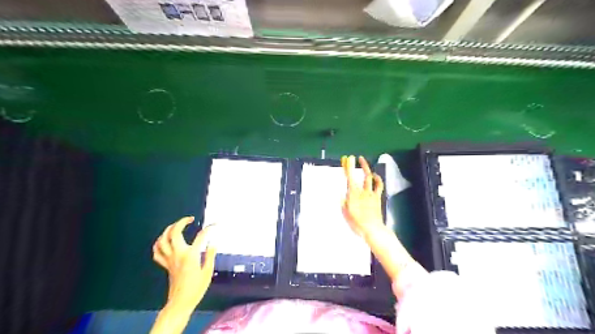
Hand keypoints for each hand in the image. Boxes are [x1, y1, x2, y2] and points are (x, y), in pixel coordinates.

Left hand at [152, 216, 217, 309]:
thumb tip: (213, 243)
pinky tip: (164, 240)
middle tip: (190, 219)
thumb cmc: (196, 288)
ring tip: (176, 226)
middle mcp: (178, 254)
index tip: (215, 224)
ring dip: (168, 230)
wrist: (180, 302)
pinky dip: (159, 243)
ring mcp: (169, 259)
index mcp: (190, 255)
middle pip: (174, 232)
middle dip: (181, 222)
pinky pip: (157, 252)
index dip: (209, 228)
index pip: (201, 236)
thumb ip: (210, 255)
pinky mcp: (165, 265)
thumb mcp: (208, 272)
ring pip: (162, 240)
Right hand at [340, 156, 385, 237]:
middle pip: (359, 175)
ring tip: (363, 161)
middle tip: (353, 158)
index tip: (347, 159)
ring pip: (369, 177)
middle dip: (355, 165)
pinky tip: (375, 175)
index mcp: (353, 194)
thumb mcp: (345, 213)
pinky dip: (377, 179)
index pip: (349, 177)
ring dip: (366, 168)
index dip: (348, 167)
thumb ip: (343, 202)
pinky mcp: (377, 197)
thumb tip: (342, 193)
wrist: (372, 228)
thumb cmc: (356, 222)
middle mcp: (362, 191)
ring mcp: (371, 193)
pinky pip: (379, 186)